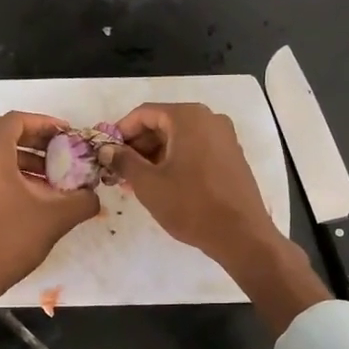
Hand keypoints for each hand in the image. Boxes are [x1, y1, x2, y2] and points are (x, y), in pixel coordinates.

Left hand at [0, 111, 98, 308]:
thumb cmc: (10, 238)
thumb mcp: (55, 217)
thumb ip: (82, 200)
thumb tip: (93, 196)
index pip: (17, 120)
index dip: (45, 124)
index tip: (67, 136)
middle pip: (4, 135)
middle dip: (36, 142)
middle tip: (61, 155)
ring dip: (23, 161)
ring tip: (50, 181)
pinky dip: (6, 176)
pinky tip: (29, 198)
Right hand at [103, 101, 330, 336]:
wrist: (241, 235)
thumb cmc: (191, 205)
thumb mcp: (149, 184)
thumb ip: (124, 161)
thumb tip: (106, 150)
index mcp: (188, 117)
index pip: (144, 113)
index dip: (121, 131)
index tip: (106, 152)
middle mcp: (209, 119)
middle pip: (163, 123)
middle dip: (138, 144)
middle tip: (119, 169)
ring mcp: (224, 137)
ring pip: (179, 137)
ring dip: (155, 155)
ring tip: (136, 180)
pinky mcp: (231, 156)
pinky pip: (196, 149)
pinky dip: (175, 160)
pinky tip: (162, 183)